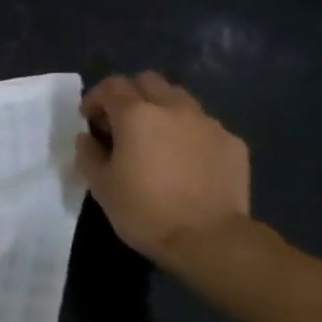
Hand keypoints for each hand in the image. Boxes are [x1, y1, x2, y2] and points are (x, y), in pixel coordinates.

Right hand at [76, 71, 251, 267]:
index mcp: (137, 115)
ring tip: (157, 140)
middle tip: (123, 124)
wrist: (210, 240)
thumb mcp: (101, 186)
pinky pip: (205, 126)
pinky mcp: (233, 143)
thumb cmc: (145, 211)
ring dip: (162, 110)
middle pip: (148, 81)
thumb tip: (88, 137)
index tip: (90, 120)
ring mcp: (208, 123)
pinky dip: (189, 134)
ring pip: (180, 99)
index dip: (96, 98)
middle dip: (131, 95)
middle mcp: (174, 108)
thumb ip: (89, 154)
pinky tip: (187, 162)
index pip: (112, 86)